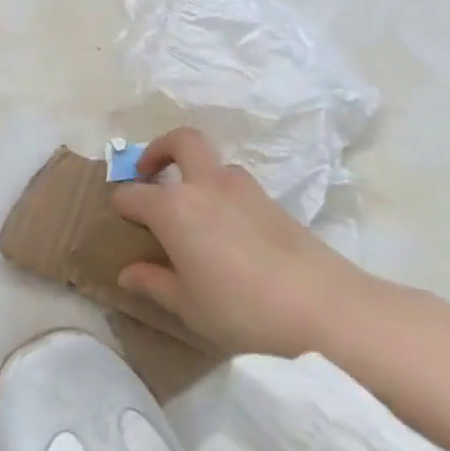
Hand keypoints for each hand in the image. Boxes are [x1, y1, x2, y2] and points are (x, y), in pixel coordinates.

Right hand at [112, 127, 379, 357]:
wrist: (328, 309)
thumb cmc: (244, 308)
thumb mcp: (189, 306)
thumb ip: (154, 284)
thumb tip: (127, 273)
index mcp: (173, 208)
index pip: (131, 194)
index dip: (121, 208)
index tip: (123, 226)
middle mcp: (204, 186)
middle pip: (180, 141)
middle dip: (159, 150)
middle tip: (151, 176)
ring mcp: (243, 189)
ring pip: (214, 164)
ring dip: (198, 176)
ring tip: (196, 213)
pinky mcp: (274, 203)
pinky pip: (238, 186)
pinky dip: (225, 197)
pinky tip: (230, 234)